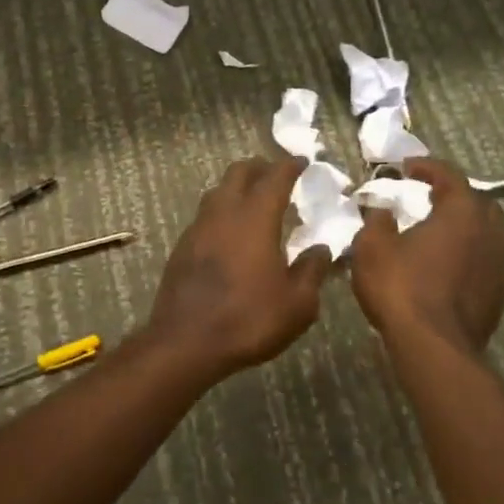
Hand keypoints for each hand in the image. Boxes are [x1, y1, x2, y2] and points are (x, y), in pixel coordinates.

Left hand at [147, 158, 331, 379]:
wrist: (186, 341)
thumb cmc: (249, 319)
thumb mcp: (297, 304)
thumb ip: (312, 270)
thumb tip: (322, 249)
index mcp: (256, 217)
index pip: (275, 177)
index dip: (290, 166)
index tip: (302, 161)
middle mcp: (224, 212)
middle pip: (239, 172)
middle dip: (260, 167)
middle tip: (276, 175)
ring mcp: (198, 226)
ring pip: (218, 190)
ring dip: (237, 187)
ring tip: (253, 200)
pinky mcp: (182, 245)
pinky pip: (205, 214)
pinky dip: (222, 211)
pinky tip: (229, 232)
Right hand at [351, 158, 503, 356]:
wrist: (435, 347)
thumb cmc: (401, 286)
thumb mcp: (372, 246)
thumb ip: (377, 221)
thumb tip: (383, 211)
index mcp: (462, 211)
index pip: (450, 175)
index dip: (427, 167)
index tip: (406, 167)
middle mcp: (490, 231)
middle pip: (477, 202)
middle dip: (454, 195)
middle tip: (428, 197)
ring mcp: (501, 265)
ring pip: (487, 232)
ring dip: (465, 226)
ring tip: (438, 231)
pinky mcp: (500, 294)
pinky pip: (486, 260)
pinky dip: (469, 253)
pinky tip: (447, 265)